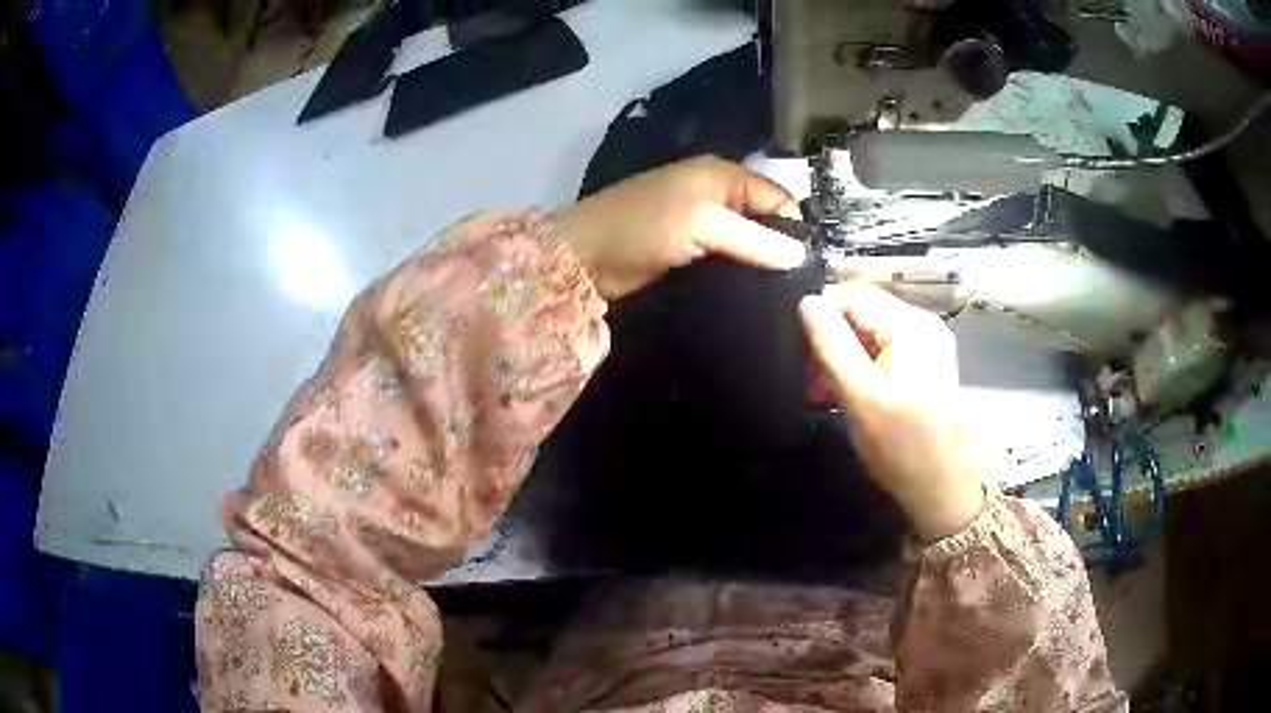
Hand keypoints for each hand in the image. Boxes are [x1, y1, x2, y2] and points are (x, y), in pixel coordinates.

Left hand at [555, 156, 806, 298]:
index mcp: (724, 175)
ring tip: (779, 296)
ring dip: (760, 266)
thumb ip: (754, 238)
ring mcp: (703, 225)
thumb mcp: (703, 224)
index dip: (794, 229)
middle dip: (780, 249)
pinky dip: (739, 275)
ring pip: (748, 244)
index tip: (806, 268)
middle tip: (796, 288)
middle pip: (765, 221)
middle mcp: (718, 195)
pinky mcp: (691, 252)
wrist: (585, 257)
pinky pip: (728, 260)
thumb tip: (802, 256)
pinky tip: (752, 295)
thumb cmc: (643, 227)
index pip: (778, 198)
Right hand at [799, 283, 984, 541]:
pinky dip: (858, 367)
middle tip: (804, 376)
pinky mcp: (922, 365)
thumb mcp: (860, 396)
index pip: (854, 295)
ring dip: (840, 356)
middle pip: (862, 311)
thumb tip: (805, 302)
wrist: (939, 490)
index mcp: (913, 326)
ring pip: (868, 333)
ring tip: (818, 390)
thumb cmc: (901, 446)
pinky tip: (840, 391)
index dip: (819, 312)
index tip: (794, 346)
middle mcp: (923, 325)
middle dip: (828, 339)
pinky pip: (881, 351)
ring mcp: (926, 346)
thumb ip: (832, 345)